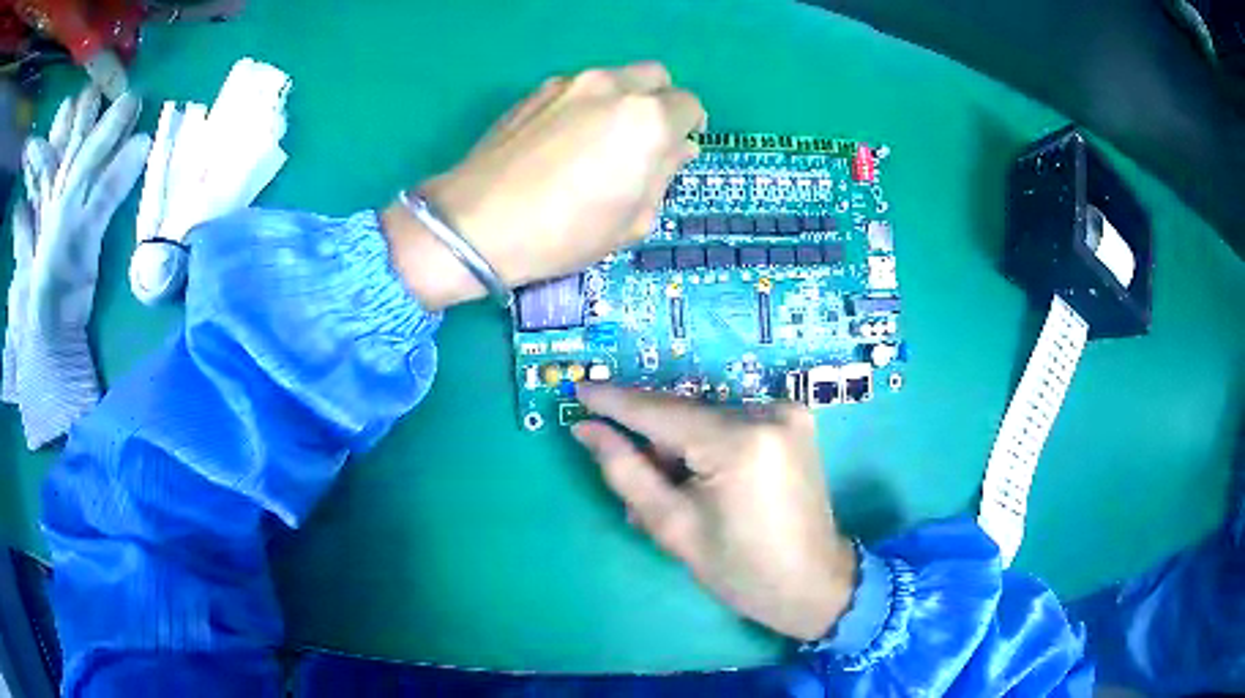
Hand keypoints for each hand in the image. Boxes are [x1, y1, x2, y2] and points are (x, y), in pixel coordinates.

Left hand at [381, 62, 705, 309]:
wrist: (476, 224)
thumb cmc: (564, 232)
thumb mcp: (632, 219)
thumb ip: (664, 174)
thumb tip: (680, 148)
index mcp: (647, 119)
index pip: (690, 106)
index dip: (689, 129)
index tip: (675, 151)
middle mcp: (612, 86)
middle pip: (656, 77)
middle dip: (660, 103)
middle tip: (643, 141)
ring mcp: (569, 83)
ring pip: (615, 78)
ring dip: (622, 101)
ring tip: (598, 142)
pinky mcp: (535, 91)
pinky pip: (578, 88)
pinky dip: (585, 104)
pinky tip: (563, 141)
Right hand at [573, 385, 857, 641]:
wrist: (814, 582)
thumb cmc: (740, 570)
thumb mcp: (672, 527)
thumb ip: (626, 471)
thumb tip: (587, 429)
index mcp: (738, 442)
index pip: (660, 411)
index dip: (614, 400)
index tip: (577, 387)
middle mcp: (767, 411)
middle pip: (685, 412)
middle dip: (649, 436)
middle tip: (623, 465)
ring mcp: (786, 411)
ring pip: (707, 415)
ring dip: (678, 442)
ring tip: (670, 488)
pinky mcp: (795, 419)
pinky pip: (732, 420)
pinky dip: (707, 441)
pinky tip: (701, 477)